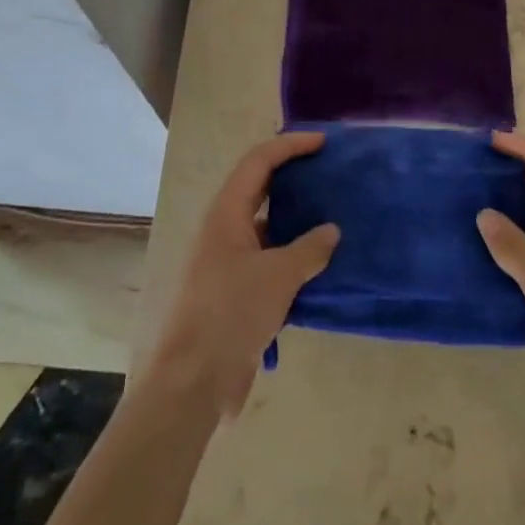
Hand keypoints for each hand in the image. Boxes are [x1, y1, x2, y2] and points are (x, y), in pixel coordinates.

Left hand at [142, 131, 340, 420]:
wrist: (193, 381)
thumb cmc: (231, 314)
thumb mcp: (278, 276)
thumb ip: (309, 249)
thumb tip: (331, 231)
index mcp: (226, 212)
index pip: (259, 161)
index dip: (290, 145)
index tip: (323, 143)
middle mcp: (224, 229)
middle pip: (259, 187)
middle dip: (292, 175)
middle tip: (328, 171)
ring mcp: (227, 260)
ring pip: (266, 225)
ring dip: (295, 218)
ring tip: (332, 214)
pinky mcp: (235, 291)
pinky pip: (268, 258)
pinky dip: (292, 254)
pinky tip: (320, 264)